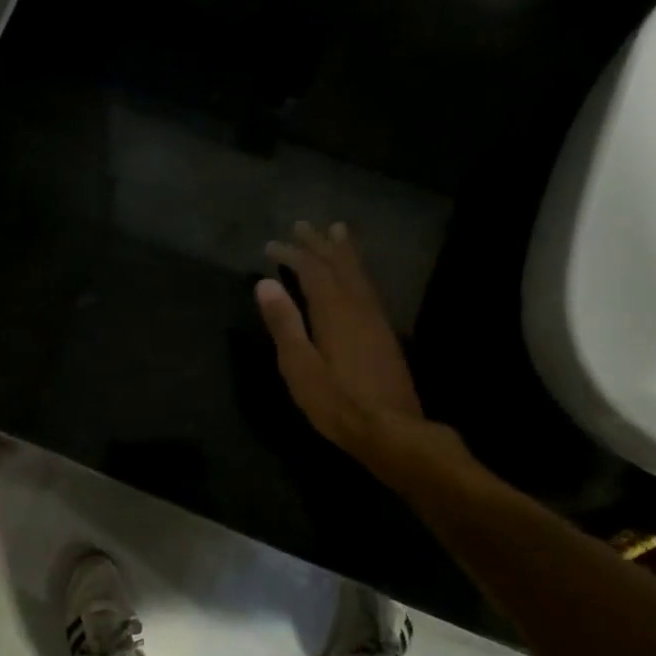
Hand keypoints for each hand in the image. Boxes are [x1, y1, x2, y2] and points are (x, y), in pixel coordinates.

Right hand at [257, 220, 427, 459]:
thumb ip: (284, 323)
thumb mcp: (299, 366)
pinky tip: (355, 278)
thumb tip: (264, 284)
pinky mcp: (384, 335)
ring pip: (359, 275)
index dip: (292, 255)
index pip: (311, 271)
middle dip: (320, 245)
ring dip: (344, 253)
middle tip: (305, 225)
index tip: (271, 245)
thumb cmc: (337, 402)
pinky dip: (357, 273)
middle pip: (339, 266)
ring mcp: (375, 320)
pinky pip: (368, 289)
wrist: (391, 430)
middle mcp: (358, 308)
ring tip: (337, 232)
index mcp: (334, 312)